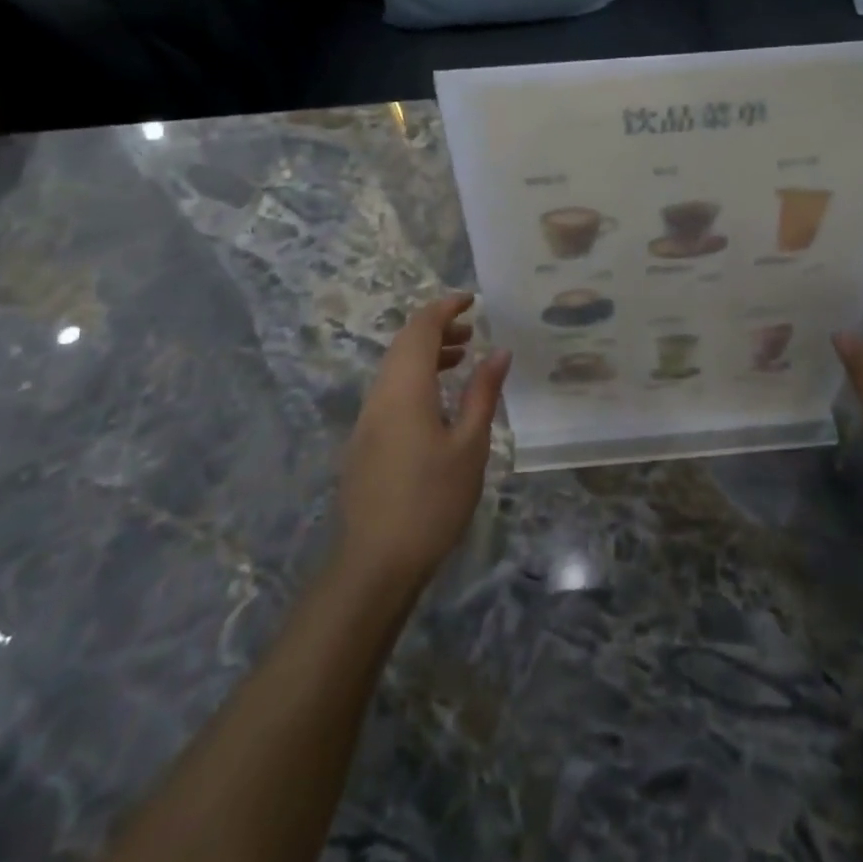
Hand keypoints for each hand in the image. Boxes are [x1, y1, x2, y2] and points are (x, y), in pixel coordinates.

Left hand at [338, 294, 511, 592]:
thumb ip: (483, 393)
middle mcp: (380, 394)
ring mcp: (367, 418)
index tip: (472, 299)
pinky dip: (415, 377)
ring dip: (425, 353)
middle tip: (472, 331)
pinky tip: (438, 400)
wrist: (375, 562)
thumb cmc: (432, 500)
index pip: (421, 329)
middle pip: (404, 343)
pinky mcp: (364, 440)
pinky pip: (389, 390)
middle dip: (437, 328)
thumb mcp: (470, 445)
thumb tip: (498, 351)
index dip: (445, 307)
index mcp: (405, 389)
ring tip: (461, 359)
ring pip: (394, 367)